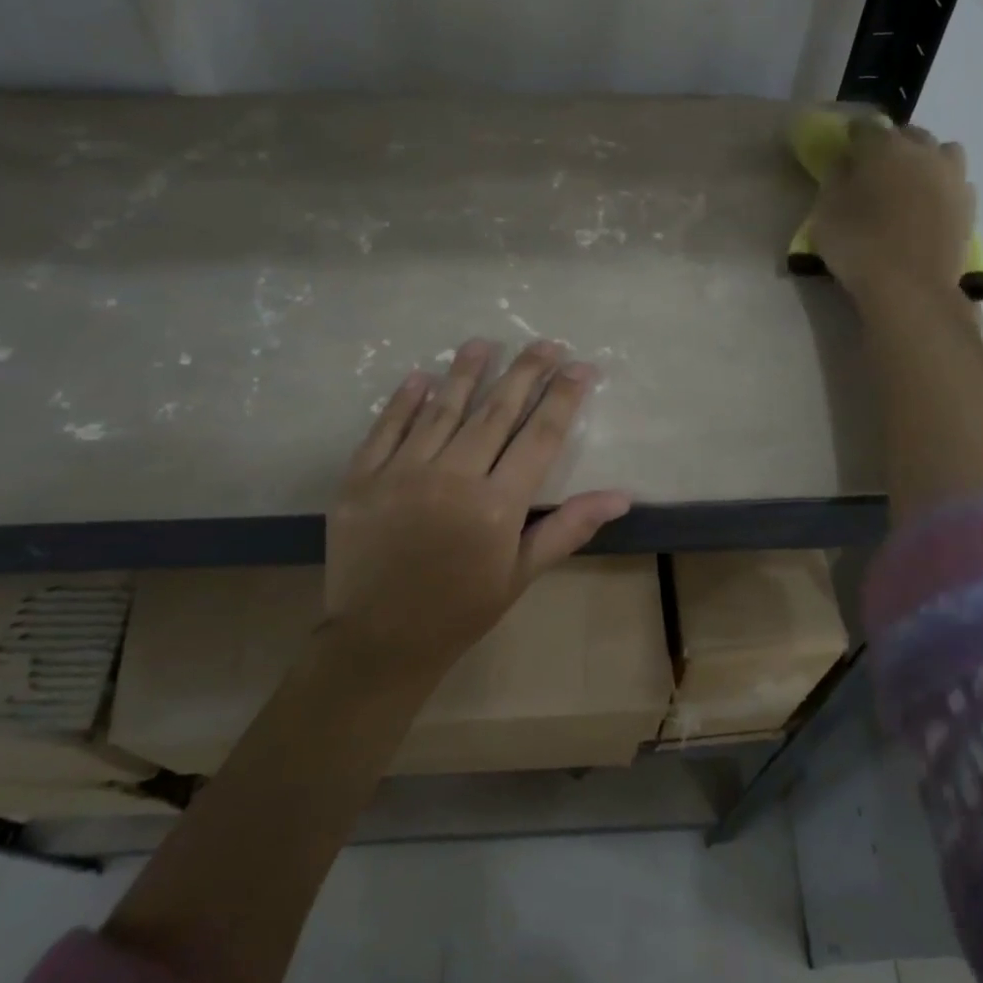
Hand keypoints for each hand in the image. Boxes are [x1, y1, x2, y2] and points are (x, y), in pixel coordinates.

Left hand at [323, 338, 630, 685]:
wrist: (379, 640)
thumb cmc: (461, 609)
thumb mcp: (521, 574)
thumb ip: (568, 527)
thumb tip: (621, 496)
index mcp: (497, 506)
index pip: (540, 437)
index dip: (563, 398)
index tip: (581, 367)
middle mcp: (452, 478)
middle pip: (496, 411)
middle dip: (525, 372)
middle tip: (545, 342)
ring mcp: (401, 473)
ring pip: (442, 410)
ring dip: (466, 372)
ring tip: (483, 343)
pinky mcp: (361, 478)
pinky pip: (386, 428)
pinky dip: (405, 400)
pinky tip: (422, 376)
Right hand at [811, 121, 976, 305]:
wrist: (911, 288)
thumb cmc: (859, 247)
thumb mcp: (826, 214)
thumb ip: (835, 180)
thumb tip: (846, 162)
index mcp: (885, 148)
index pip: (866, 127)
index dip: (853, 136)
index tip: (845, 148)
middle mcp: (924, 152)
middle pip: (908, 135)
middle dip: (890, 145)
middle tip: (874, 168)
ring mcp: (952, 177)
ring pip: (940, 152)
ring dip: (924, 160)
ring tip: (909, 183)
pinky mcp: (969, 205)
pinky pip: (954, 182)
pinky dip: (940, 187)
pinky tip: (929, 207)